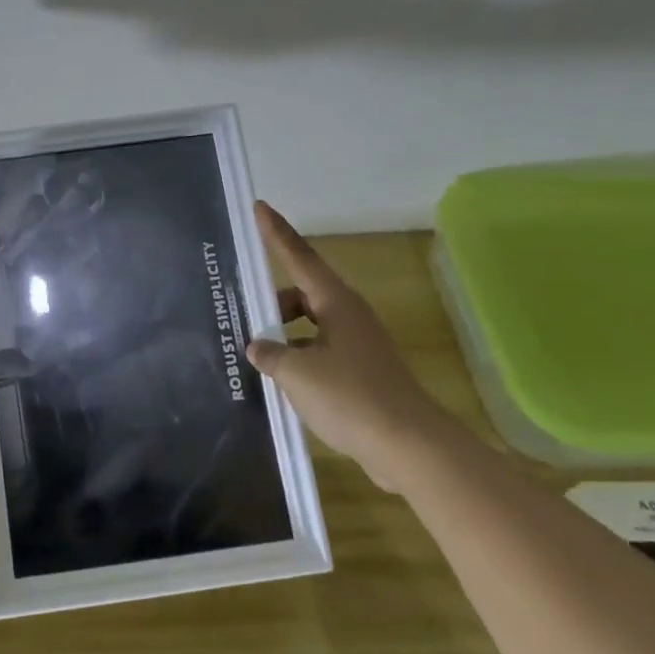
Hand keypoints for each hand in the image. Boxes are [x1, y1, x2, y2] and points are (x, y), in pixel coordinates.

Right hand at [246, 201, 465, 490]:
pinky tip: (281, 382)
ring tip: (258, 357)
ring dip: (284, 336)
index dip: (276, 232)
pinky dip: (299, 358)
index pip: (299, 257)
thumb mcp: (297, 373)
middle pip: (302, 294)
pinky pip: (320, 352)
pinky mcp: (362, 373)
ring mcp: (358, 345)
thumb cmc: (351, 397)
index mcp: (336, 303)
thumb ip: (270, 354)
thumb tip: (258, 346)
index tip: (260, 207)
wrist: (409, 447)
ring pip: (310, 326)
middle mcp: (349, 317)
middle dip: (273, 303)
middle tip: (245, 317)